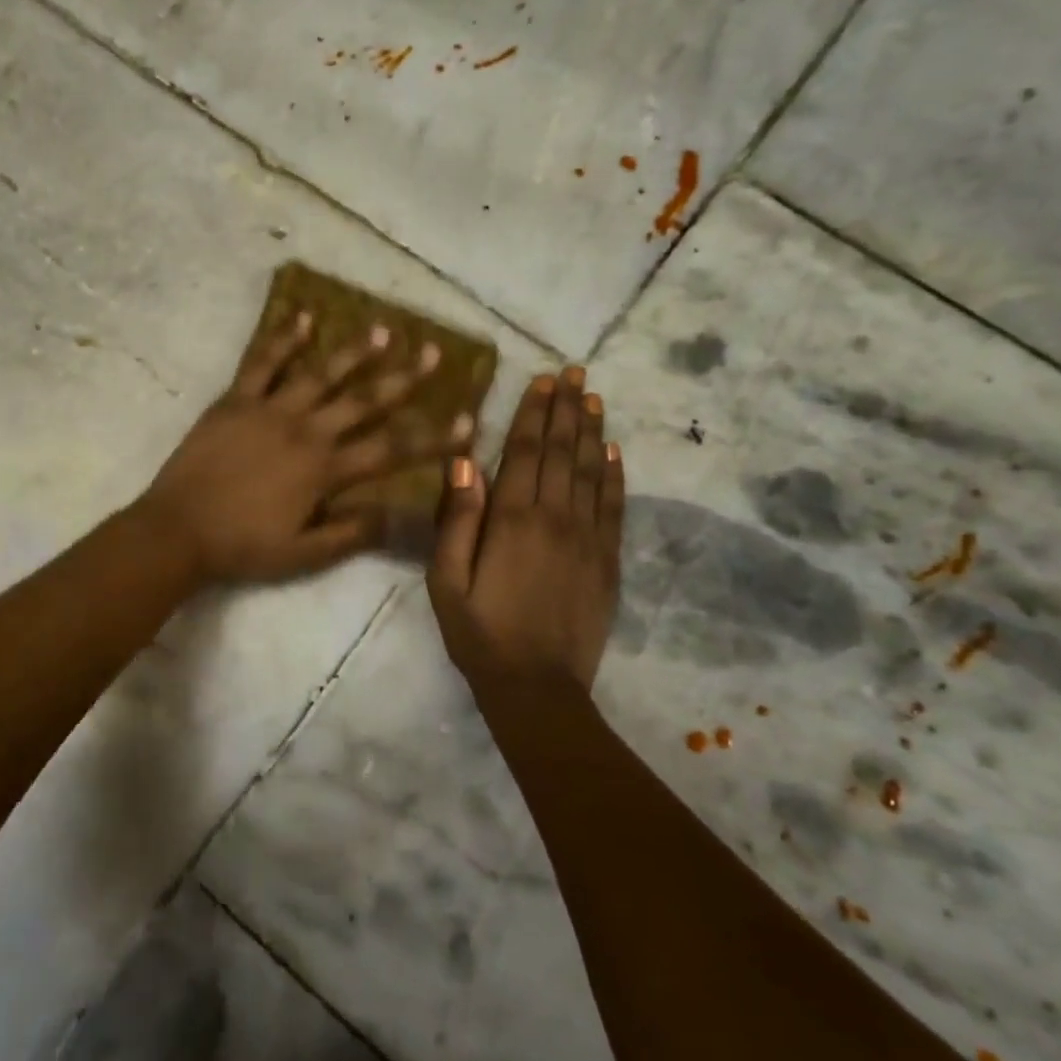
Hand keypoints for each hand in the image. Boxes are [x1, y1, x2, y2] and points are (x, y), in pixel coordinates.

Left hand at [139, 310, 474, 584]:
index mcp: (325, 470)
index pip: (391, 450)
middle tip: (433, 353)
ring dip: (354, 352)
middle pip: (364, 401)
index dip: (432, 437)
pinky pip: (263, 363)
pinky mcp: (236, 400)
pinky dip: (283, 338)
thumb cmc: (241, 546)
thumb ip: (351, 533)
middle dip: (403, 379)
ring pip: (321, 374)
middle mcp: (306, 431)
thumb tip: (396, 514)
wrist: (177, 530)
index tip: (467, 420)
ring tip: (383, 329)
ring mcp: (270, 410)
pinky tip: (303, 317)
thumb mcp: (302, 554)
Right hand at [428, 368, 624, 692]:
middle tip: (575, 373)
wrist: (536, 687)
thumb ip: (456, 520)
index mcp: (511, 521)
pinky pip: (614, 507)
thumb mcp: (446, 580)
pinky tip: (614, 452)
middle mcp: (554, 519)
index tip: (543, 380)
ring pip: (591, 472)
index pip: (524, 452)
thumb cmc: (479, 632)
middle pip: (562, 452)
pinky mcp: (607, 561)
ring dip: (592, 432)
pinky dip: (615, 475)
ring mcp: (587, 539)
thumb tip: (463, 462)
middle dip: (567, 409)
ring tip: (594, 398)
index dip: (533, 413)